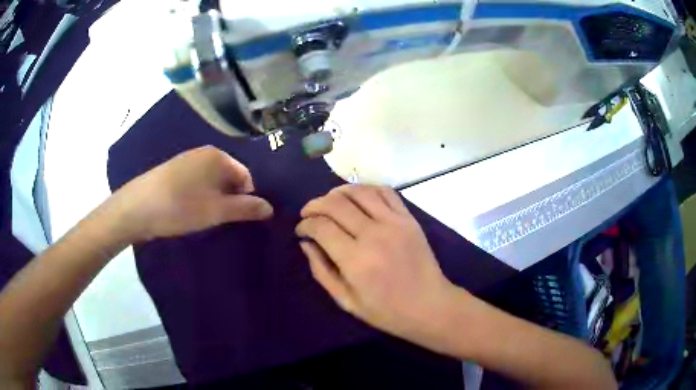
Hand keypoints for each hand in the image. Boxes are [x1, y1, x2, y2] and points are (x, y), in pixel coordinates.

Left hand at [107, 146, 272, 241]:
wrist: (136, 208)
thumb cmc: (181, 207)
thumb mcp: (217, 211)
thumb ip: (246, 208)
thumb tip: (270, 208)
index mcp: (218, 156)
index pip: (246, 176)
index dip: (246, 198)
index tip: (236, 218)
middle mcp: (204, 152)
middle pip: (228, 177)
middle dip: (228, 199)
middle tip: (219, 220)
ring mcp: (186, 160)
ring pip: (211, 181)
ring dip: (213, 199)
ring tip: (201, 217)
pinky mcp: (172, 171)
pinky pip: (195, 183)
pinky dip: (197, 196)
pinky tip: (186, 210)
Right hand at [296, 184, 461, 347]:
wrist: (429, 306)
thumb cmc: (386, 311)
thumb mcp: (346, 301)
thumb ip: (321, 271)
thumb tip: (305, 243)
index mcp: (355, 260)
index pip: (321, 227)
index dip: (305, 225)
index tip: (301, 230)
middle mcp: (373, 234)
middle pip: (336, 204)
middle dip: (315, 205)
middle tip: (308, 213)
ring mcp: (394, 222)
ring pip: (359, 191)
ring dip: (337, 192)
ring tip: (328, 201)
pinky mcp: (409, 218)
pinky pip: (385, 191)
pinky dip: (366, 188)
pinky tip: (356, 196)